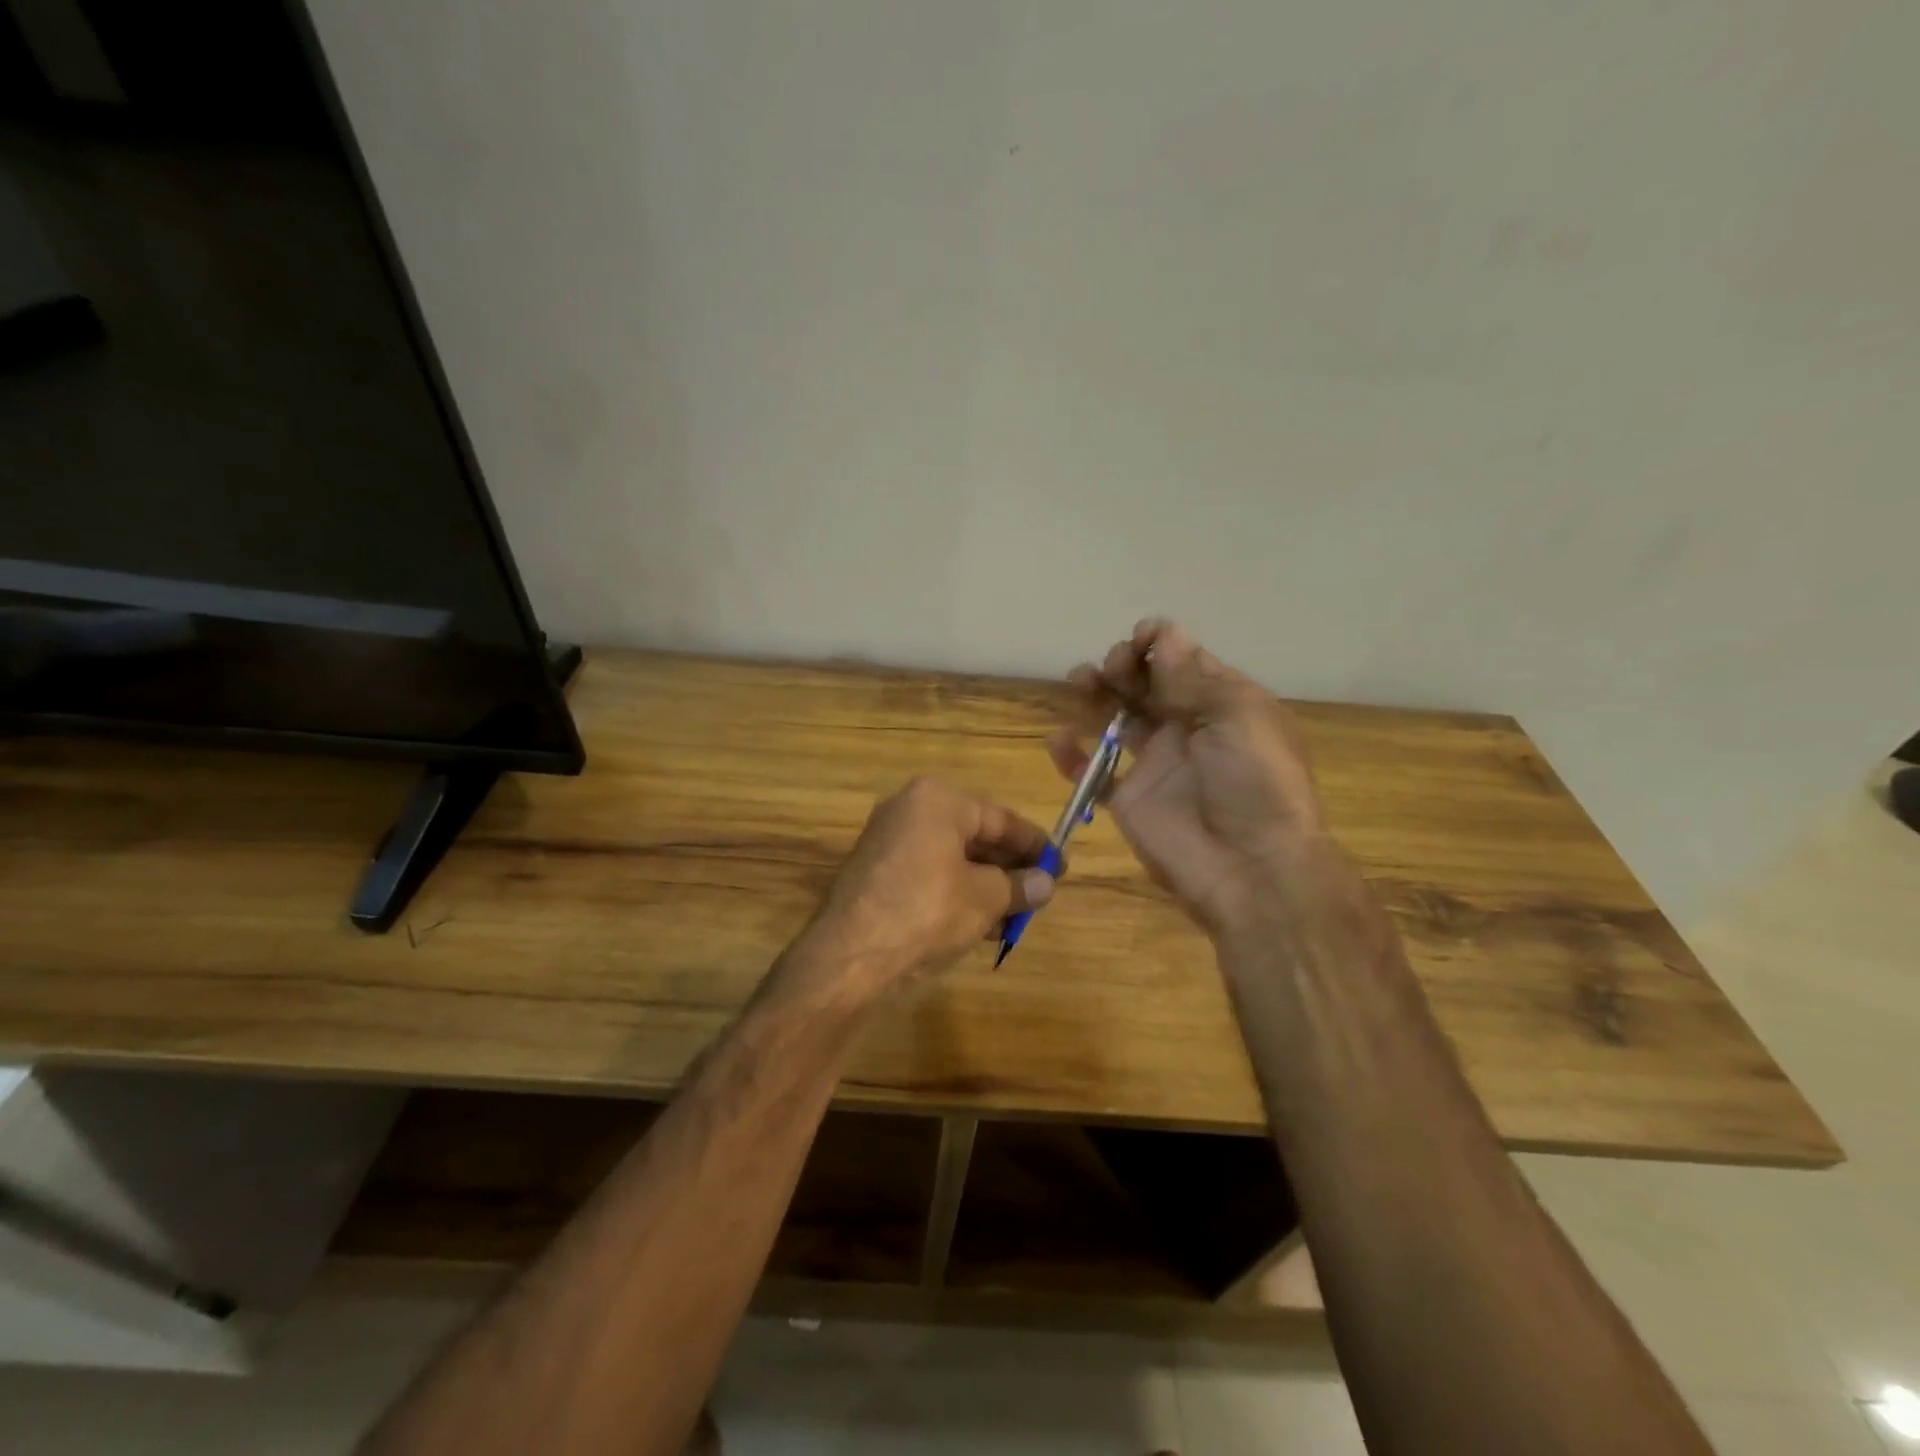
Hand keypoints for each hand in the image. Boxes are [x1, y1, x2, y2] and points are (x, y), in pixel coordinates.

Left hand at [804, 777, 1055, 996]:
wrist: (851, 957)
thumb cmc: (928, 911)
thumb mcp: (985, 898)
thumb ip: (1020, 885)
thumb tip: (1046, 883)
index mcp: (937, 800)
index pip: (1000, 817)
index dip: (1034, 844)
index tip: (1060, 866)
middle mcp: (909, 810)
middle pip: (974, 836)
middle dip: (1009, 867)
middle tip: (1040, 892)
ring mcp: (888, 842)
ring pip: (952, 859)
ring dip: (986, 885)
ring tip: (1017, 915)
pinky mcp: (876, 874)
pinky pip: (930, 875)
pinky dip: (958, 894)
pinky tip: (982, 924)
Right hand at [1050, 619, 1327, 934]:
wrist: (1251, 869)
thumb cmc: (1255, 783)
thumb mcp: (1237, 718)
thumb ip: (1193, 678)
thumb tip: (1165, 634)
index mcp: (1222, 705)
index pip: (1184, 662)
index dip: (1159, 644)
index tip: (1139, 639)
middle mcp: (1187, 728)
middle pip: (1146, 685)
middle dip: (1125, 665)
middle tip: (1113, 666)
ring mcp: (1156, 764)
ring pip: (1116, 719)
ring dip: (1096, 695)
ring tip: (1079, 681)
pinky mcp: (1128, 799)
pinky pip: (1093, 773)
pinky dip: (1072, 756)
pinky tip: (1059, 739)